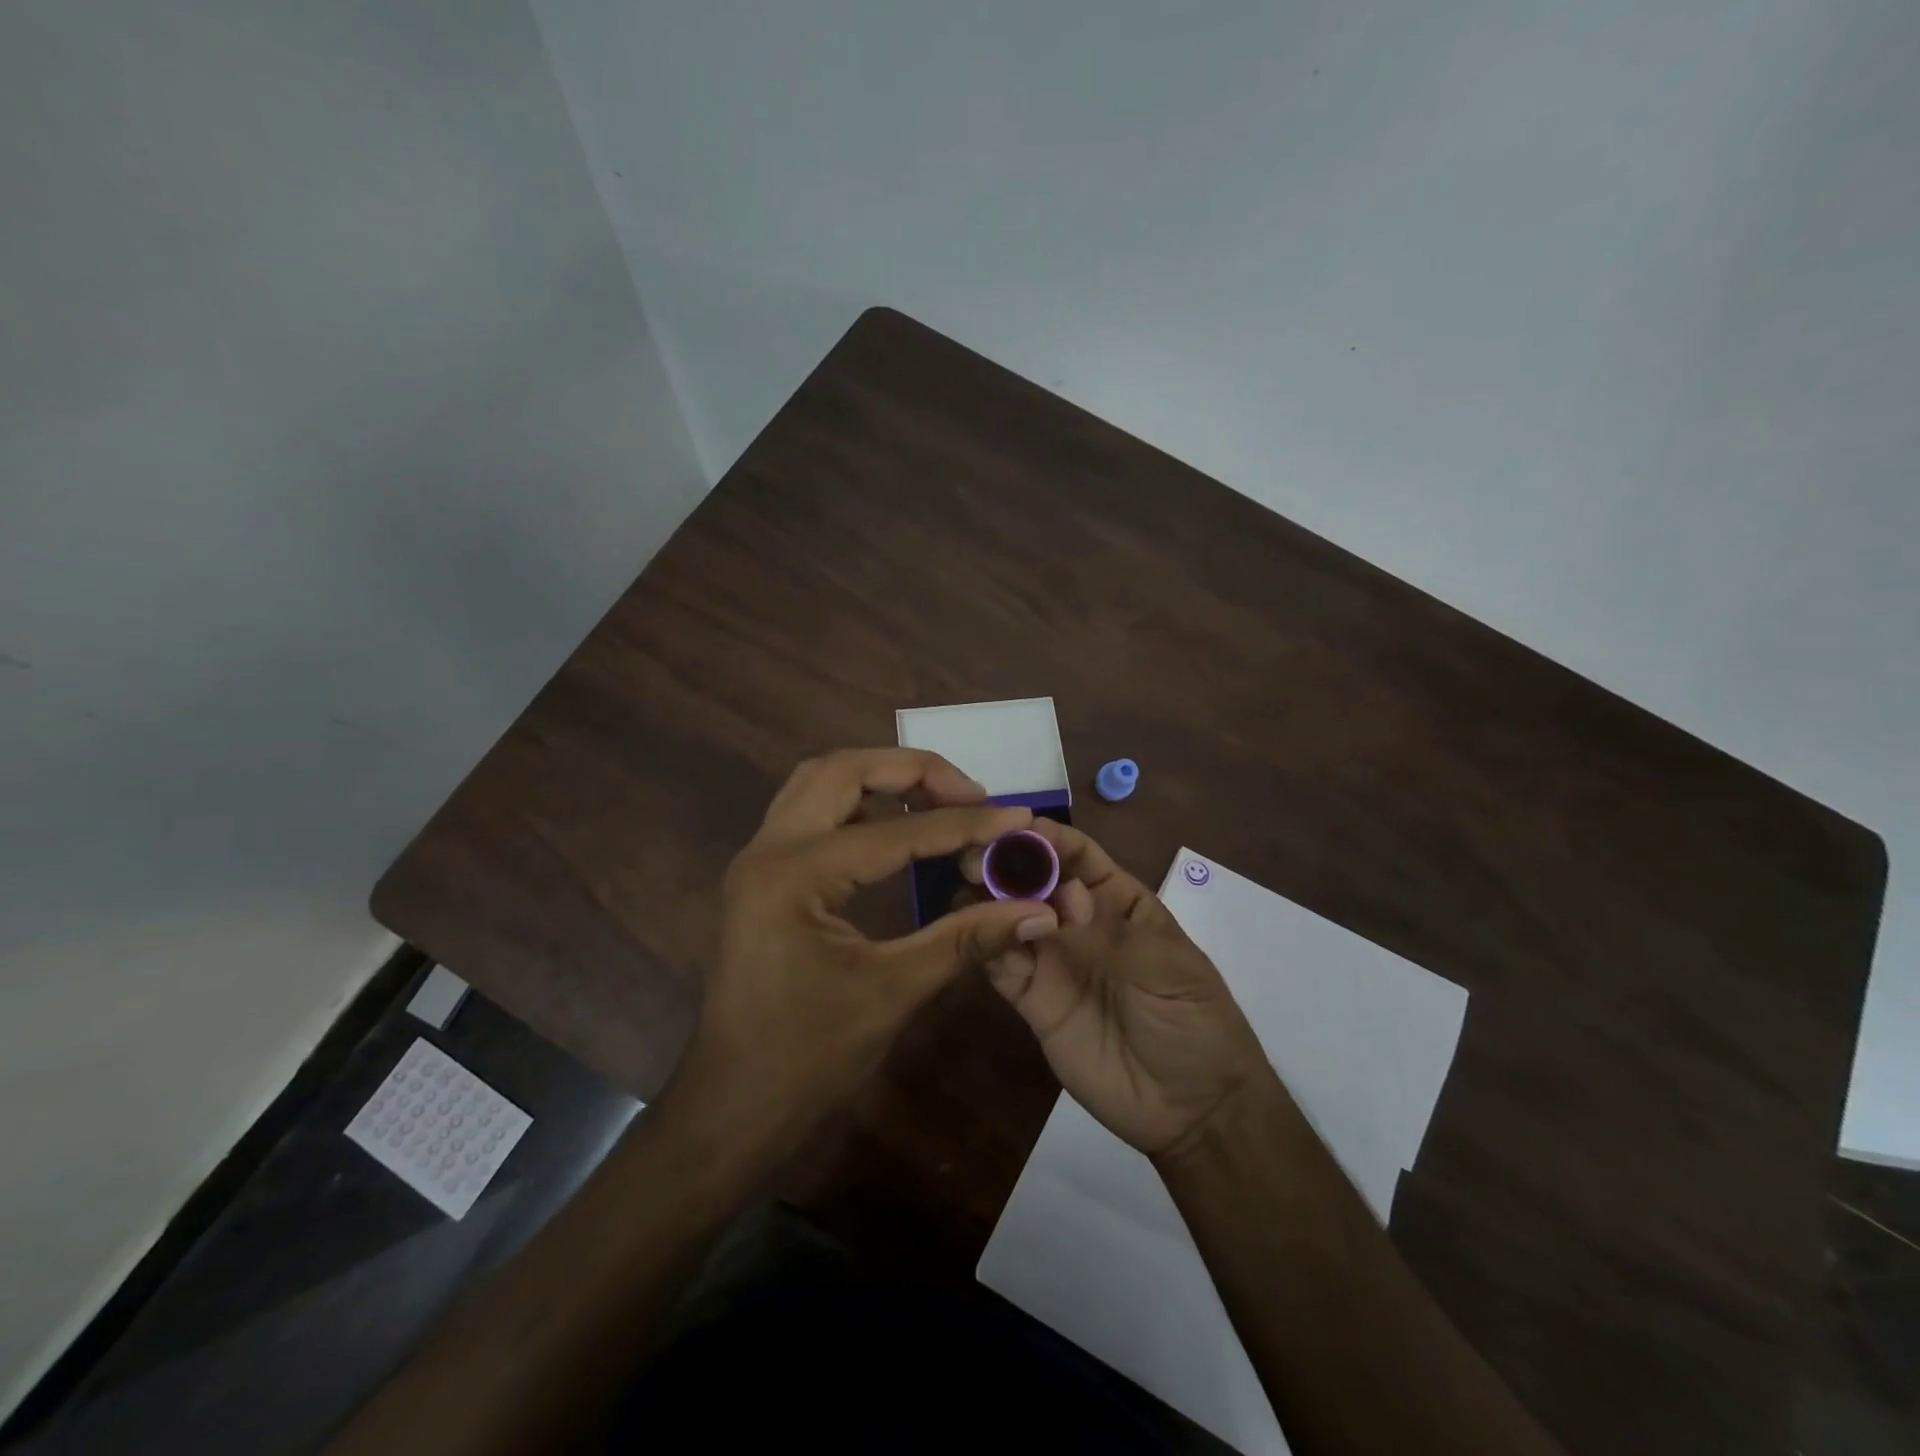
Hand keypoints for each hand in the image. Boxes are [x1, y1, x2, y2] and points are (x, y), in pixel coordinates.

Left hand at [678, 748, 1061, 1144]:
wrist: (733, 1107)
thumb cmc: (808, 1058)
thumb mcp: (894, 992)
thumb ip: (966, 939)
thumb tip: (1038, 911)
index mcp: (795, 875)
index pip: (896, 832)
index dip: (964, 823)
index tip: (1017, 816)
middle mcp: (768, 849)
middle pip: (843, 770)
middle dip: (912, 770)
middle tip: (969, 792)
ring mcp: (758, 858)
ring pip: (821, 782)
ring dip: (880, 777)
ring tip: (938, 798)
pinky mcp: (762, 875)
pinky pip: (811, 812)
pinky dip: (858, 804)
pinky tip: (895, 827)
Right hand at [966, 818, 1269, 1156]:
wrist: (1191, 1110)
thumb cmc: (1193, 1023)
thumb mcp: (1166, 968)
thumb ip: (1109, 929)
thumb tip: (1063, 891)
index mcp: (1119, 902)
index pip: (1079, 857)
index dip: (1049, 838)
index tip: (1013, 825)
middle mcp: (1078, 922)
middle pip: (1037, 881)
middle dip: (1008, 862)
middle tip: (975, 855)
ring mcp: (1053, 961)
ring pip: (1011, 916)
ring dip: (987, 897)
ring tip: (964, 884)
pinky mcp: (1031, 1000)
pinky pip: (1001, 964)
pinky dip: (984, 942)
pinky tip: (967, 927)